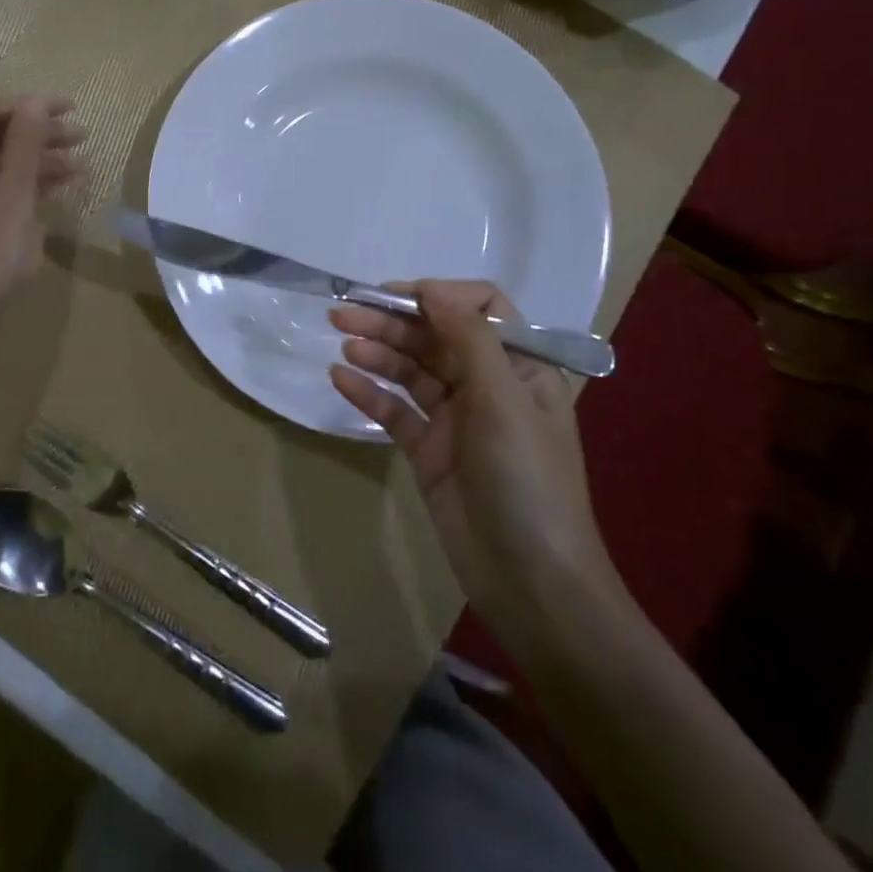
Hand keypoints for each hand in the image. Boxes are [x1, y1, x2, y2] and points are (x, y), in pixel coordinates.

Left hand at [0, 95, 85, 340]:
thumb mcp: (9, 201)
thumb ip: (23, 149)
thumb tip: (36, 100)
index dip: (30, 106)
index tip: (71, 108)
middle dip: (39, 133)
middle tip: (83, 136)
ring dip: (38, 161)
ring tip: (81, 165)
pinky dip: (28, 186)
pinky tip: (61, 188)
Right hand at [329, 281, 618, 609]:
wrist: (531, 582)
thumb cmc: (526, 480)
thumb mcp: (504, 399)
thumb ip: (468, 339)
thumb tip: (431, 289)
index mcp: (520, 365)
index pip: (481, 309)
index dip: (439, 296)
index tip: (396, 297)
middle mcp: (487, 384)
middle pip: (436, 337)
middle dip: (393, 322)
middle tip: (343, 313)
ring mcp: (456, 419)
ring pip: (411, 371)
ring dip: (378, 352)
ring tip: (342, 341)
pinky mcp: (430, 451)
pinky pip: (396, 412)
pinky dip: (370, 393)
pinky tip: (341, 380)